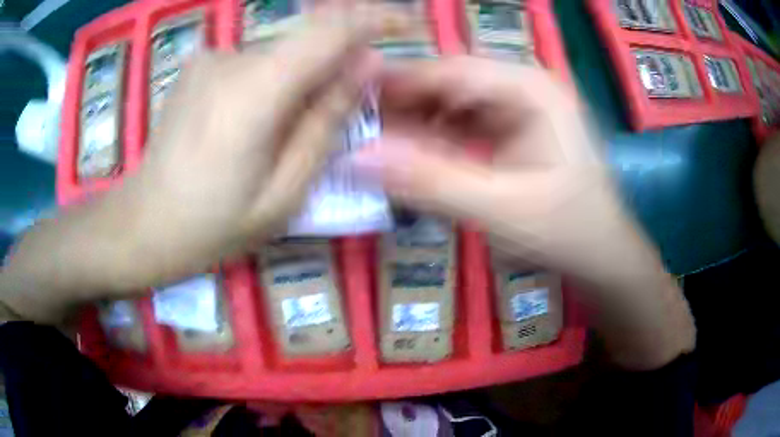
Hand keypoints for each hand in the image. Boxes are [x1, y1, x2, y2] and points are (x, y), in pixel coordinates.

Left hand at [118, 8, 381, 285]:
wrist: (142, 223)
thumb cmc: (212, 225)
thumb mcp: (284, 193)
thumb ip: (327, 122)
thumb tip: (365, 65)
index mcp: (256, 91)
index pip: (331, 29)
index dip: (375, 18)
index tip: (407, 22)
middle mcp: (232, 58)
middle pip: (305, 43)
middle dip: (332, 71)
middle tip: (333, 121)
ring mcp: (209, 58)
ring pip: (279, 58)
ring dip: (296, 87)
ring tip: (274, 141)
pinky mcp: (197, 66)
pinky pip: (253, 65)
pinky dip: (267, 88)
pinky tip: (244, 130)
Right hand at [355, 57, 693, 368]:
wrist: (602, 255)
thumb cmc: (567, 231)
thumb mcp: (499, 210)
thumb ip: (428, 181)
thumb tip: (355, 158)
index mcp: (530, 88)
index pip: (447, 70)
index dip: (392, 84)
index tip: (344, 102)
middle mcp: (522, 85)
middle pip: (445, 83)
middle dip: (399, 106)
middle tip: (350, 130)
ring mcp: (517, 105)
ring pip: (449, 103)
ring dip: (411, 124)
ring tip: (369, 145)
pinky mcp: (511, 127)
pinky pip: (459, 123)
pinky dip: (431, 138)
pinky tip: (407, 156)